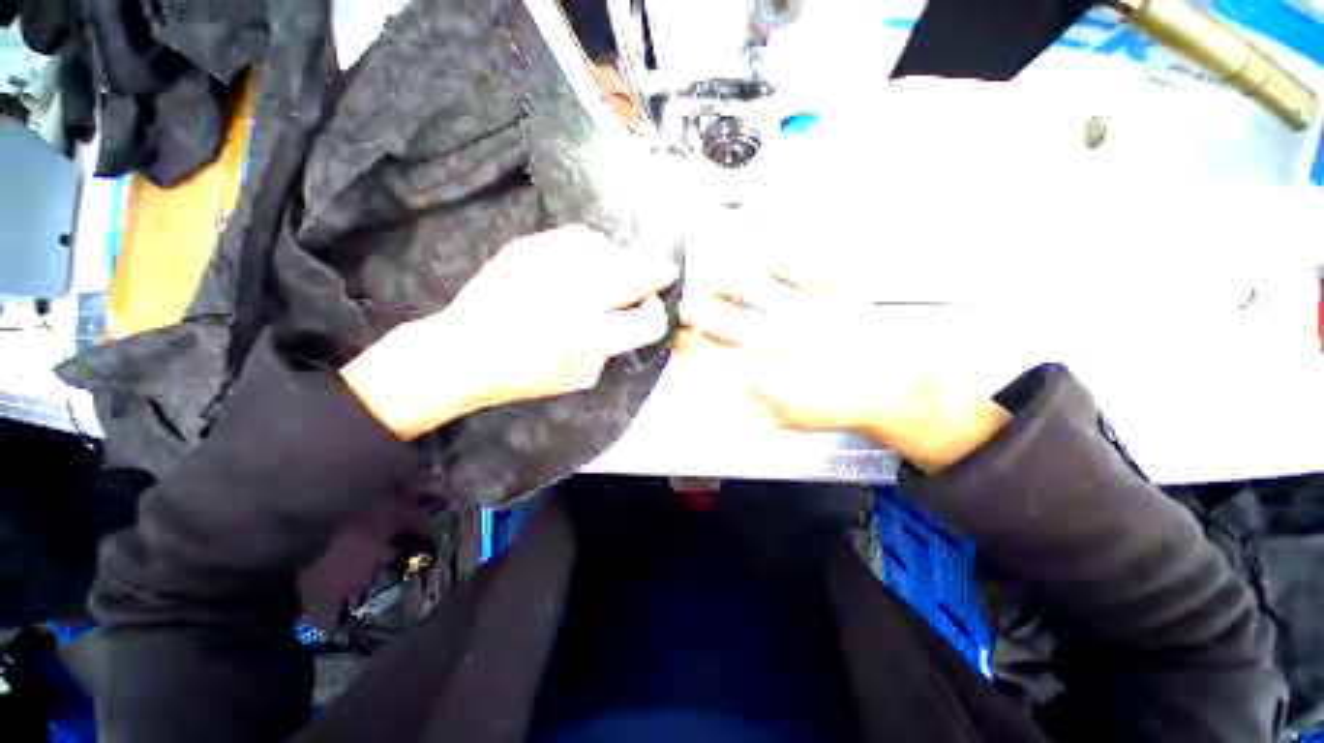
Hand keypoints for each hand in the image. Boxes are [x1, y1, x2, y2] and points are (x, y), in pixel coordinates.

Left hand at [341, 225, 679, 439]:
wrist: (465, 349)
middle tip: (664, 272)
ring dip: (624, 260)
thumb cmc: (527, 373)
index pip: (649, 320)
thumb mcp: (583, 376)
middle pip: (640, 272)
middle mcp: (577, 298)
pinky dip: (594, 249)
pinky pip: (581, 238)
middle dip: (659, 272)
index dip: (657, 315)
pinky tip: (585, 263)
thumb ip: (615, 346)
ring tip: (615, 273)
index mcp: (590, 339)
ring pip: (613, 249)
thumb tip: (635, 313)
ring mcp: (553, 266)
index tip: (652, 310)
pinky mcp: (531, 247)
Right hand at [677, 259, 1009, 473]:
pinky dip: (762, 255)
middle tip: (690, 305)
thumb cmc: (831, 404)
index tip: (677, 333)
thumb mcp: (777, 419)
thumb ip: (734, 400)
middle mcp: (773, 341)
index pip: (698, 352)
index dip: (679, 339)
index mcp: (759, 379)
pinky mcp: (830, 284)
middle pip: (708, 312)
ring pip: (736, 279)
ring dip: (717, 280)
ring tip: (718, 282)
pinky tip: (757, 263)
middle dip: (689, 307)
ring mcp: (801, 308)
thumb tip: (701, 375)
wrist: (894, 386)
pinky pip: (782, 256)